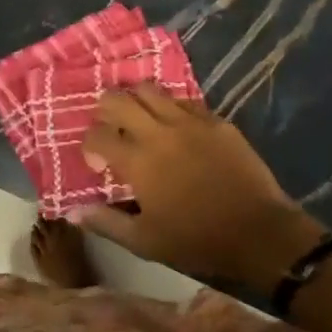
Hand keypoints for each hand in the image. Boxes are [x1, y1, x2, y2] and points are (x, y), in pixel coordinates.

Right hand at [73, 84, 325, 289]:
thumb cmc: (197, 240)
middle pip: (118, 99)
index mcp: (138, 160)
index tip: (99, 163)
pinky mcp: (216, 120)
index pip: (97, 135)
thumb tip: (73, 211)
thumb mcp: (145, 242)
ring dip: (136, 99)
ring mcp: (190, 121)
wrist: (259, 232)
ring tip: (138, 118)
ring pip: (150, 89)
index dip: (90, 145)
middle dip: (105, 108)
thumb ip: (106, 223)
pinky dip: (170, 107)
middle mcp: (159, 131)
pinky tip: (174, 125)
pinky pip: (184, 100)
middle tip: (110, 126)